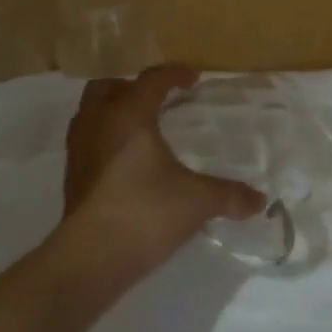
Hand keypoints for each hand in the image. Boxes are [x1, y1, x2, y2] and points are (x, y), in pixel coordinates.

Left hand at [53, 65, 265, 295]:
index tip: (193, 78)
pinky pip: (86, 140)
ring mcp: (79, 148)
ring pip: (91, 112)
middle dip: (133, 87)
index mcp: (129, 114)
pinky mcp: (72, 175)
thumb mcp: (197, 201)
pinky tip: (125, 161)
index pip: (152, 80)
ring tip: (139, 127)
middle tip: (157, 100)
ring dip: (113, 111)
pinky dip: (104, 138)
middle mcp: (98, 122)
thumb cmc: (146, 212)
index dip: (174, 74)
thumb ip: (229, 195)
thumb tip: (259, 201)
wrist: (92, 256)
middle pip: (109, 87)